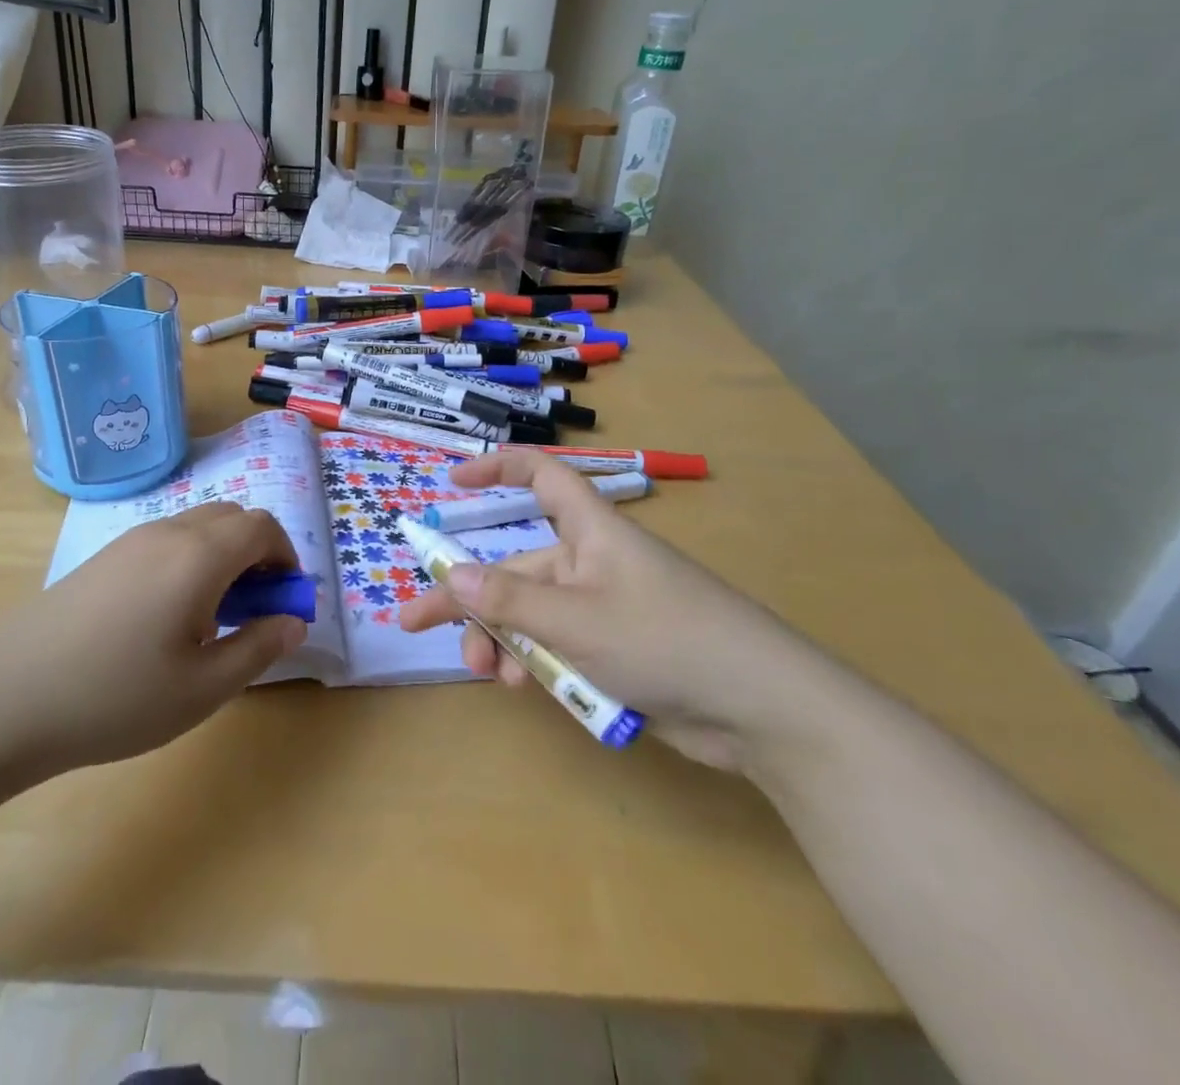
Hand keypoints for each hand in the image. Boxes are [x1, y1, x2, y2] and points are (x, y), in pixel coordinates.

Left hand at [0, 503, 307, 777]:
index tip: (284, 600)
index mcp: (199, 555)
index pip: (262, 526)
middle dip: (256, 552)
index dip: (286, 556)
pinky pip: (165, 540)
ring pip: (197, 525)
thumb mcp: (202, 688)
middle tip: (252, 607)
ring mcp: (131, 540)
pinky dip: (189, 559)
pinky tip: (164, 617)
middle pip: (232, 517)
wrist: (6, 698)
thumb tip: (294, 622)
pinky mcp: (103, 556)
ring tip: (209, 617)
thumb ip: (258, 649)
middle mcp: (169, 532)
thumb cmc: (116, 697)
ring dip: (222, 555)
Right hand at [399, 451, 837, 769]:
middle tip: (417, 623)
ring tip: (487, 675)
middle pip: (516, 567)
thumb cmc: (665, 638)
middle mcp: (592, 563)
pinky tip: (529, 689)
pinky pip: (560, 646)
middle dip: (470, 599)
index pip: (539, 476)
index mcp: (590, 531)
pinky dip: (537, 664)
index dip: (497, 469)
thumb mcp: (576, 619)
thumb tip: (452, 576)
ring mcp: (604, 609)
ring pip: (533, 615)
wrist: (762, 709)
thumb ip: (510, 600)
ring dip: (502, 640)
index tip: (453, 481)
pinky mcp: (617, 652)